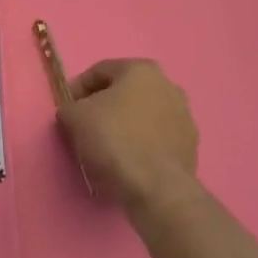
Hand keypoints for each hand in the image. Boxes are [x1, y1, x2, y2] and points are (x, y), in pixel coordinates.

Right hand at [58, 59, 200, 218]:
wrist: (156, 187)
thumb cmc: (114, 139)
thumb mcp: (75, 117)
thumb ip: (70, 107)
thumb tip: (74, 112)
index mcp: (141, 70)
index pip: (100, 71)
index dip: (78, 88)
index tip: (67, 108)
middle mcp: (168, 86)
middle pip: (125, 92)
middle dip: (104, 105)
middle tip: (85, 125)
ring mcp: (184, 116)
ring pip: (143, 115)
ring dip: (124, 124)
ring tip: (106, 146)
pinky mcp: (190, 145)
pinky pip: (157, 137)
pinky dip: (141, 143)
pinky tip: (127, 160)